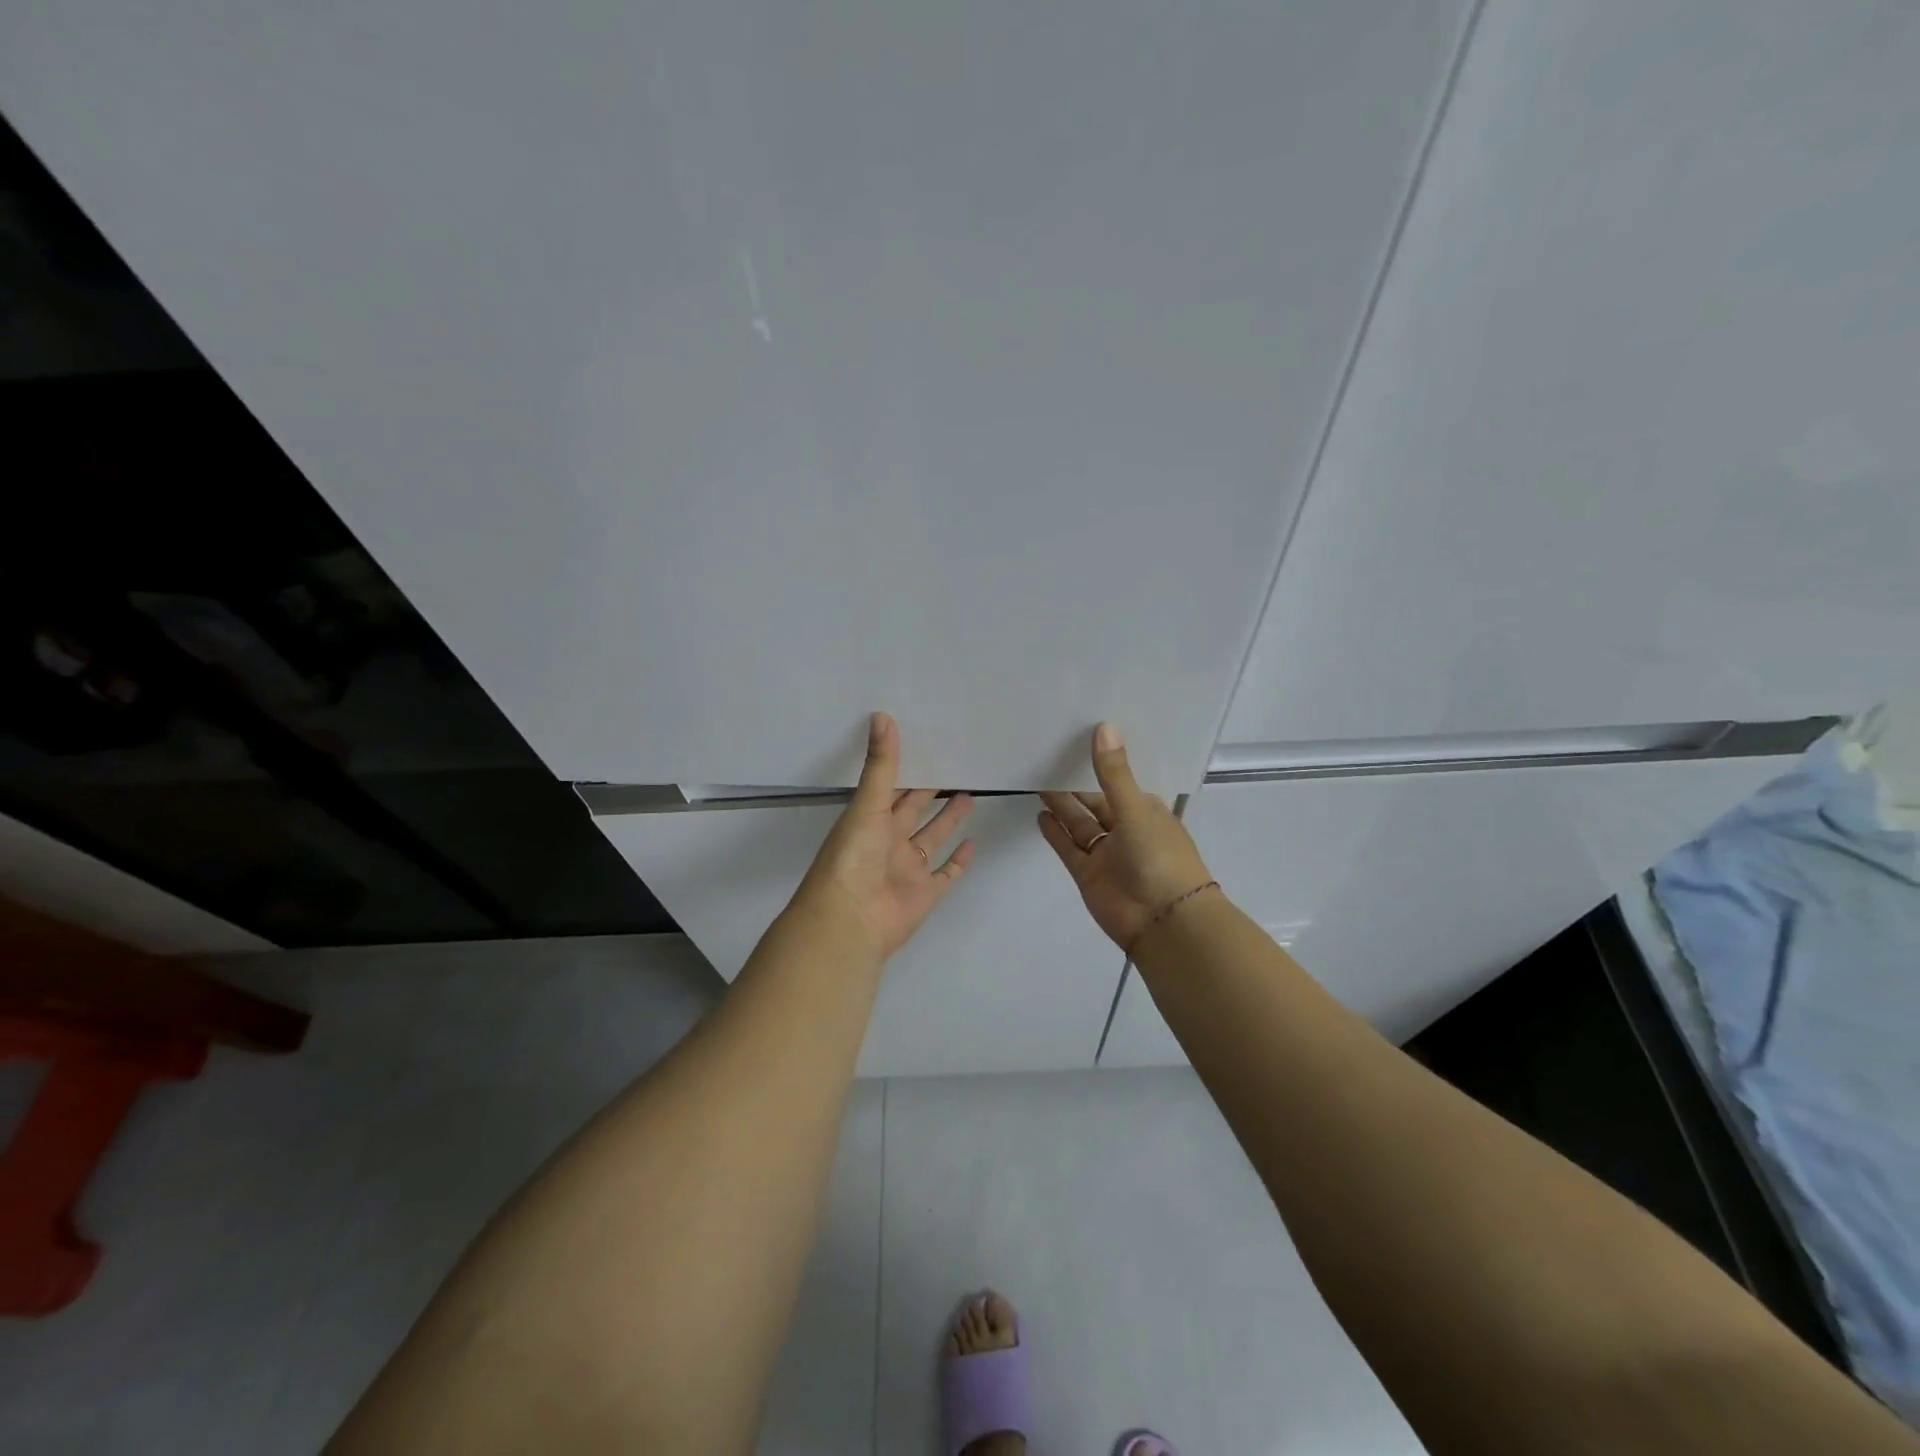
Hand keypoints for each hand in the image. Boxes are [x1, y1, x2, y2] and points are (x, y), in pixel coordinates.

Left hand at [795, 712, 975, 959]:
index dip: (908, 768)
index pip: (892, 787)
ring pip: (932, 838)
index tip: (929, 745)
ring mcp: (908, 868)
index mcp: (870, 819)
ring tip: (969, 794)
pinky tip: (974, 842)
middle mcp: (889, 841)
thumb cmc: (853, 857)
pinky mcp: (925, 893)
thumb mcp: (867, 804)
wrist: (849, 920)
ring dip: (948, 819)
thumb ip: (880, 764)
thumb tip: (882, 715)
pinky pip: (945, 873)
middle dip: (931, 791)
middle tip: (956, 765)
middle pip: (914, 810)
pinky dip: (959, 860)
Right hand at [1039, 723, 1213, 950]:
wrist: (1163, 921)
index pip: (1120, 781)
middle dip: (1075, 784)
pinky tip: (1040, 814)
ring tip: (1038, 780)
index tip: (1078, 741)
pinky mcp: (1088, 874)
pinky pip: (1069, 848)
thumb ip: (1113, 773)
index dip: (1101, 764)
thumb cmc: (1159, 857)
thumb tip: (1104, 726)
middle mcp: (1126, 829)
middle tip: (1048, 758)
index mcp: (1146, 811)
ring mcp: (1106, 853)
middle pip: (1095, 802)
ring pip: (1079, 824)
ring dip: (1062, 805)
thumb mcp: (1136, 809)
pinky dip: (1055, 833)